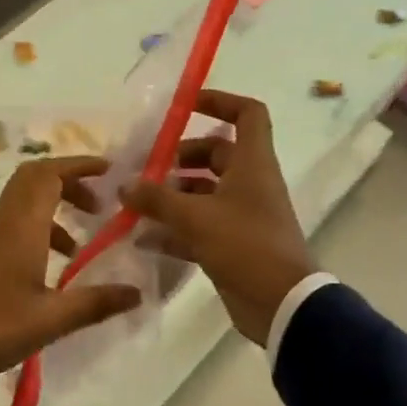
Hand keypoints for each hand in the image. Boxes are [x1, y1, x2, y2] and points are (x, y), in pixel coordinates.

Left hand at [0, 157, 143, 380]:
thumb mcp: (50, 319)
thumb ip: (95, 303)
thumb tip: (136, 292)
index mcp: (21, 227)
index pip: (49, 174)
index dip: (79, 166)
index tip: (109, 171)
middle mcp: (1, 223)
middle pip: (34, 181)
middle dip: (69, 184)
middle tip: (97, 205)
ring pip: (22, 205)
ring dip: (53, 213)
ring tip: (77, 247)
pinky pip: (10, 227)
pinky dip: (36, 232)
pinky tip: (46, 271)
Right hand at [121, 90, 315, 345]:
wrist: (281, 304)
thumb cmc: (245, 245)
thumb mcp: (196, 217)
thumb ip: (157, 198)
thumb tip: (125, 185)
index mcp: (253, 164)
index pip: (247, 114)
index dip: (220, 102)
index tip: (185, 105)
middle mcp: (250, 184)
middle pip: (216, 155)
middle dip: (180, 158)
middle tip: (146, 168)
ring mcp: (242, 216)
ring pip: (204, 193)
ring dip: (172, 195)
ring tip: (136, 202)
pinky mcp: (233, 245)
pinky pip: (200, 227)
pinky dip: (174, 229)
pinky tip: (143, 237)